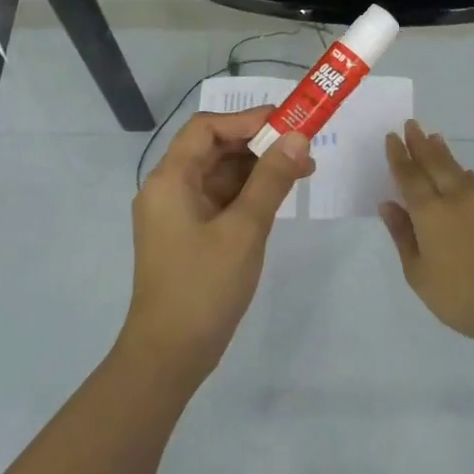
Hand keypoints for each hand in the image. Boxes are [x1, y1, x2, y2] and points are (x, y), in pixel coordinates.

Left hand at [122, 107, 313, 387]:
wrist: (170, 354)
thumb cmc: (204, 286)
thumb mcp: (245, 229)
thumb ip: (271, 179)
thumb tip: (298, 137)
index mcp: (170, 180)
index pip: (206, 128)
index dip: (247, 120)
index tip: (288, 122)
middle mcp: (168, 189)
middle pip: (213, 149)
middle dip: (259, 144)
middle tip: (304, 148)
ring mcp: (177, 214)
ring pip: (220, 175)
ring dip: (258, 169)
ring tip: (302, 171)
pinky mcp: (189, 235)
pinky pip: (220, 200)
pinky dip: (249, 194)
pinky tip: (279, 197)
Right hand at [381, 120, 473, 345]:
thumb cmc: (457, 294)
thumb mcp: (417, 272)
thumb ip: (402, 235)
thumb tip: (388, 205)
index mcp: (430, 211)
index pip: (410, 175)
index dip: (399, 156)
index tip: (392, 138)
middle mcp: (455, 198)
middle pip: (435, 163)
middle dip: (421, 143)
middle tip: (412, 124)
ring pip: (458, 169)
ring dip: (444, 153)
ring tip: (435, 138)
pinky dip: (464, 173)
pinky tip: (464, 173)